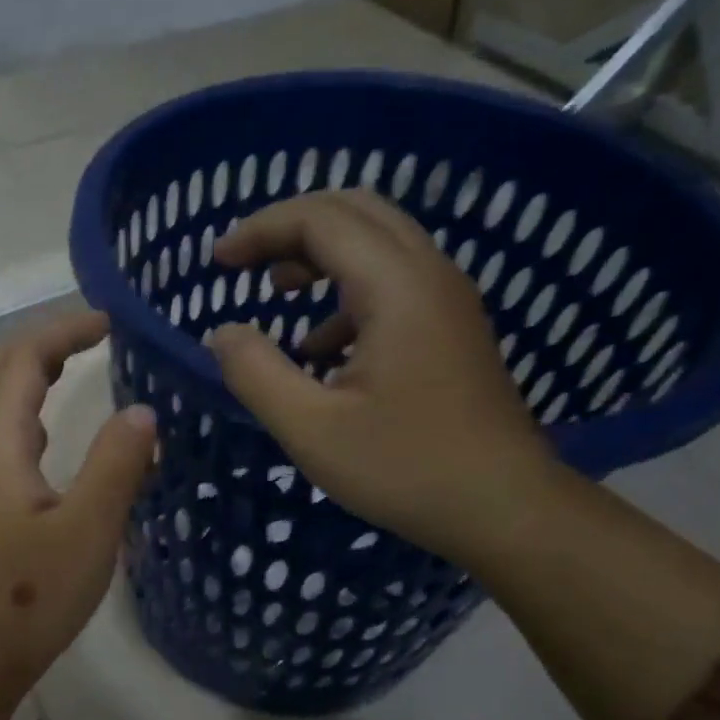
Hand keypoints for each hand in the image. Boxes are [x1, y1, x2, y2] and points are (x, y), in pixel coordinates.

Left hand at [0, 312, 156, 719]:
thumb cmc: (27, 598)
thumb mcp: (87, 529)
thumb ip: (116, 463)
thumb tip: (142, 412)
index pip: (22, 359)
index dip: (64, 331)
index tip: (112, 321)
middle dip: (45, 344)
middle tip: (97, 336)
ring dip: (33, 377)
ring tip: (80, 370)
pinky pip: (0, 440)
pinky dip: (30, 416)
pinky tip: (55, 437)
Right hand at [208, 190, 555, 561]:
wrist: (501, 506)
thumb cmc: (403, 468)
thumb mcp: (310, 428)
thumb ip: (257, 373)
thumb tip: (223, 333)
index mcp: (396, 288)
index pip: (321, 219)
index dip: (262, 229)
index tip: (218, 263)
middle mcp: (429, 275)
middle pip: (355, 212)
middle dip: (290, 228)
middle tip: (244, 263)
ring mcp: (447, 301)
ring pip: (378, 244)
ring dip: (320, 256)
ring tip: (277, 295)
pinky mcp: (452, 329)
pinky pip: (394, 283)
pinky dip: (346, 294)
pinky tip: (321, 349)